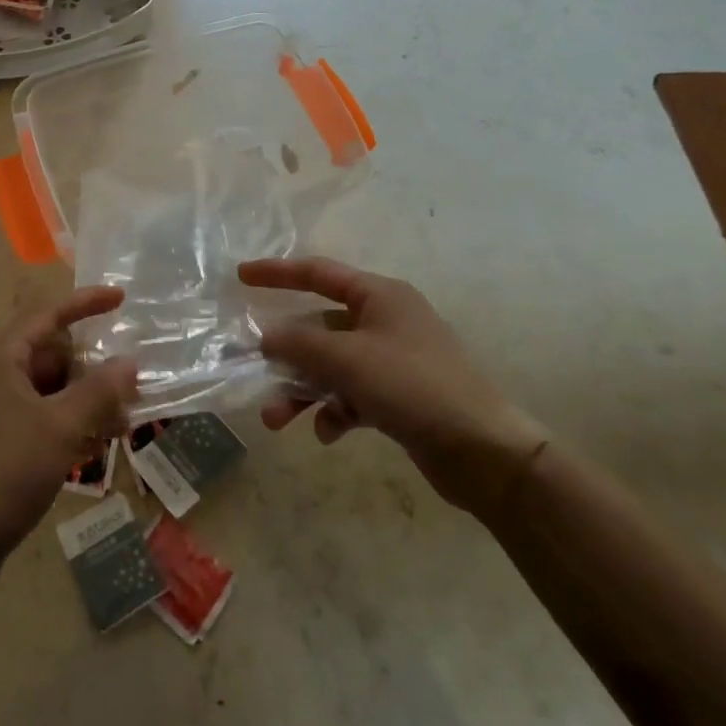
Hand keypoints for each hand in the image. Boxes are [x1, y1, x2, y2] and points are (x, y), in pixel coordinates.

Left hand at [0, 287, 138, 574]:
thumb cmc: (4, 474)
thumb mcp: (60, 428)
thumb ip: (99, 391)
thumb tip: (129, 362)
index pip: (47, 315)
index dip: (85, 304)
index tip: (121, 299)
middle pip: (48, 354)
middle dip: (90, 367)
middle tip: (129, 386)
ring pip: (45, 390)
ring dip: (82, 400)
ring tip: (120, 422)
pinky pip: (35, 418)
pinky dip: (65, 423)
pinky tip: (92, 447)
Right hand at [239, 257, 548, 517]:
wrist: (484, 452)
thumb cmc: (413, 386)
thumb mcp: (347, 359)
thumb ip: (300, 343)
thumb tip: (267, 337)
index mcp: (380, 296)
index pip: (318, 273)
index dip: (277, 273)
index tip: (241, 276)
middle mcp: (386, 321)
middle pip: (320, 328)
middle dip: (287, 354)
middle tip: (255, 372)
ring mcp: (393, 360)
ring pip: (332, 366)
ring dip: (303, 390)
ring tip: (278, 421)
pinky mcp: (399, 398)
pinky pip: (352, 395)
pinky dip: (334, 410)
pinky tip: (329, 433)